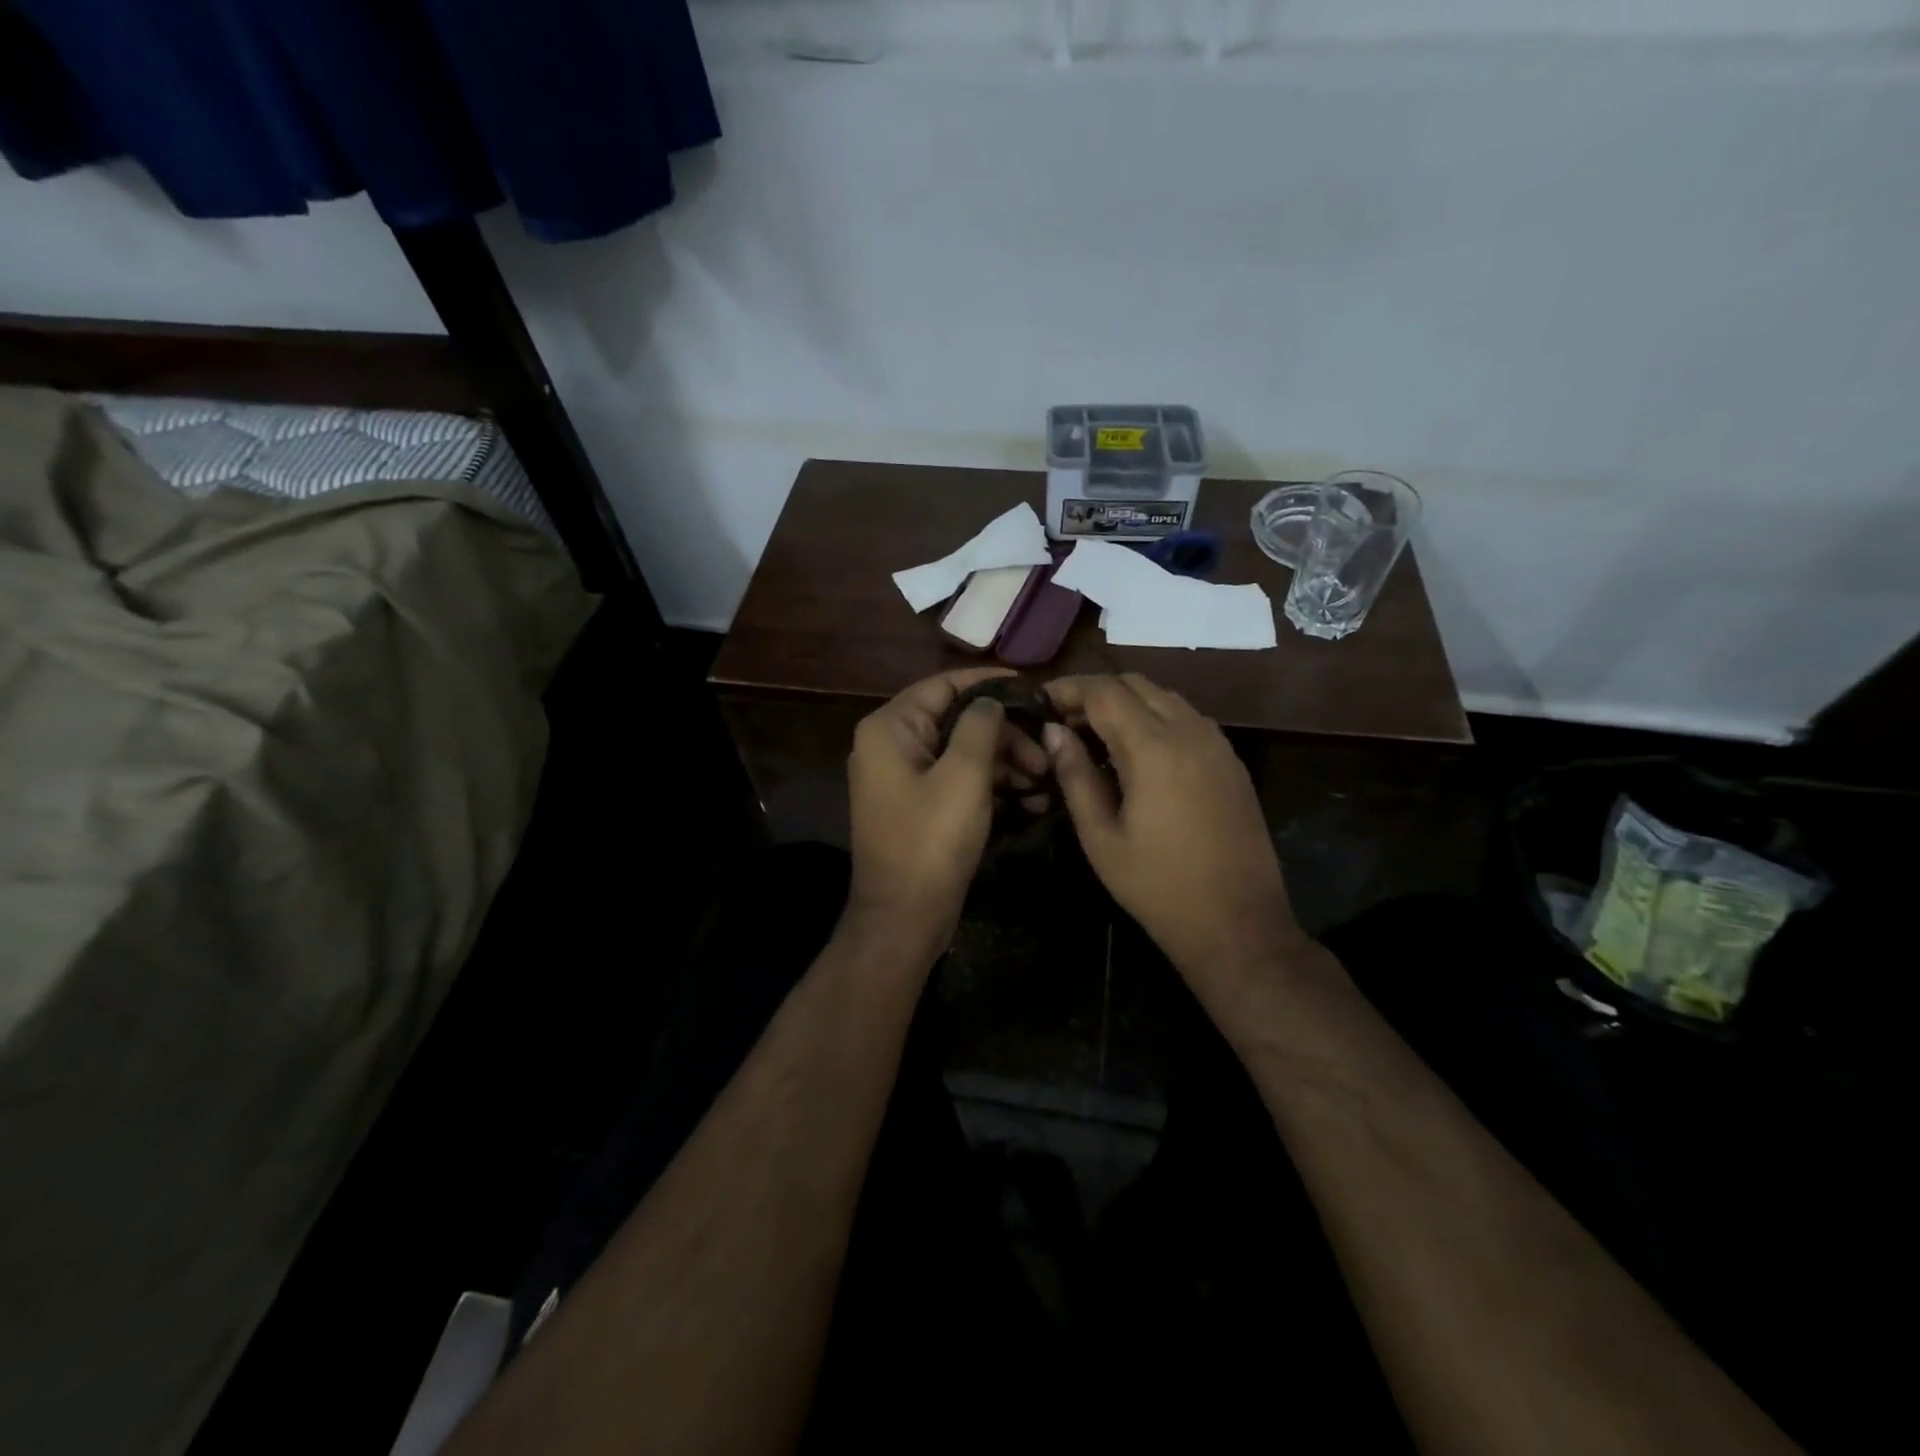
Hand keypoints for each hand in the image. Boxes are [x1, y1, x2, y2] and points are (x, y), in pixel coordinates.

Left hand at [845, 668, 1050, 950]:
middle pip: (956, 720)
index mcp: (891, 728)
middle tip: (1046, 755)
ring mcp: (902, 778)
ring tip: (1044, 781)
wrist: (903, 917)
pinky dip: (989, 785)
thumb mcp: (964, 775)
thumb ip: (981, 725)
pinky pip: (957, 780)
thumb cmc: (931, 840)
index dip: (989, 683)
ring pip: (961, 752)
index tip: (1034, 688)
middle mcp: (890, 745)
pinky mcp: (917, 806)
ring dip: (1004, 762)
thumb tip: (991, 700)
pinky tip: (1030, 800)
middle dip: (1005, 733)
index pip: (943, 685)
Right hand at [1042, 674, 1312, 1005]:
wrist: (1238, 923)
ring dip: (1126, 703)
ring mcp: (1216, 743)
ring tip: (1095, 735)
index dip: (1067, 690)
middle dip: (1095, 692)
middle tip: (1063, 721)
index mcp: (1153, 747)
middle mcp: (1189, 730)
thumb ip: (1074, 775)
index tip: (1040, 704)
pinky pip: (1187, 718)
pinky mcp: (1231, 760)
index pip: (1103, 691)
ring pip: (1164, 696)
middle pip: (1135, 683)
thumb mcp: (1101, 836)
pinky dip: (1154, 718)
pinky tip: (1136, 753)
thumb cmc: (1157, 886)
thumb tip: (1053, 732)